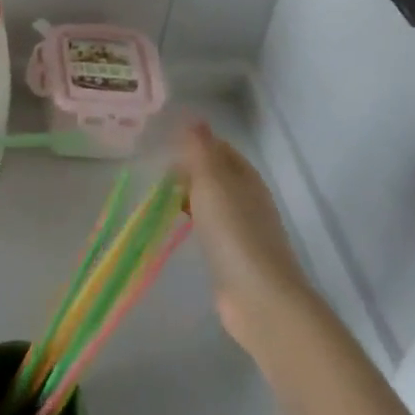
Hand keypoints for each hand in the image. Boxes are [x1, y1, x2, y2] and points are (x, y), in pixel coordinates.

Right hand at [178, 119, 317, 359]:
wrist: (259, 297)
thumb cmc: (233, 231)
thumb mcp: (211, 181)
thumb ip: (200, 149)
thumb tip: (194, 116)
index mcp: (246, 177)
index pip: (220, 149)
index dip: (195, 143)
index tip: (164, 143)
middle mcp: (249, 199)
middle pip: (216, 175)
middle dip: (189, 169)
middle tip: (155, 170)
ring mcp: (244, 230)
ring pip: (213, 202)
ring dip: (189, 195)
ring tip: (159, 196)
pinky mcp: (235, 257)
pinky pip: (210, 228)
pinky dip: (193, 220)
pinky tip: (177, 226)